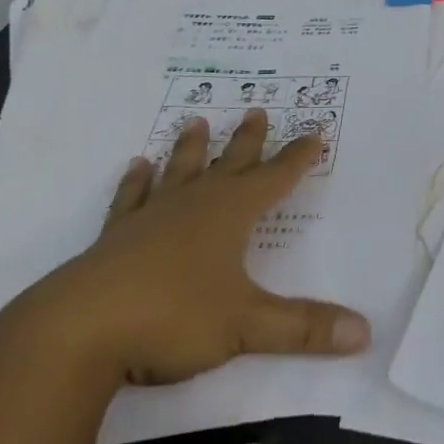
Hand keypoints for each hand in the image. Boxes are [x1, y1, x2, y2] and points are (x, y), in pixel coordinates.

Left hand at [5, 111, 370, 387]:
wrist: (77, 331)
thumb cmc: (172, 318)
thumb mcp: (247, 326)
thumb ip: (305, 328)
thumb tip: (366, 334)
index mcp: (230, 215)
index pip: (275, 178)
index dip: (297, 158)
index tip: (314, 132)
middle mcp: (194, 205)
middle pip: (229, 164)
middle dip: (248, 140)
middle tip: (257, 110)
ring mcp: (151, 218)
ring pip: (180, 172)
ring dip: (191, 148)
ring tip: (195, 120)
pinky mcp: (115, 238)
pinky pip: (131, 200)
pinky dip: (136, 183)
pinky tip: (136, 167)